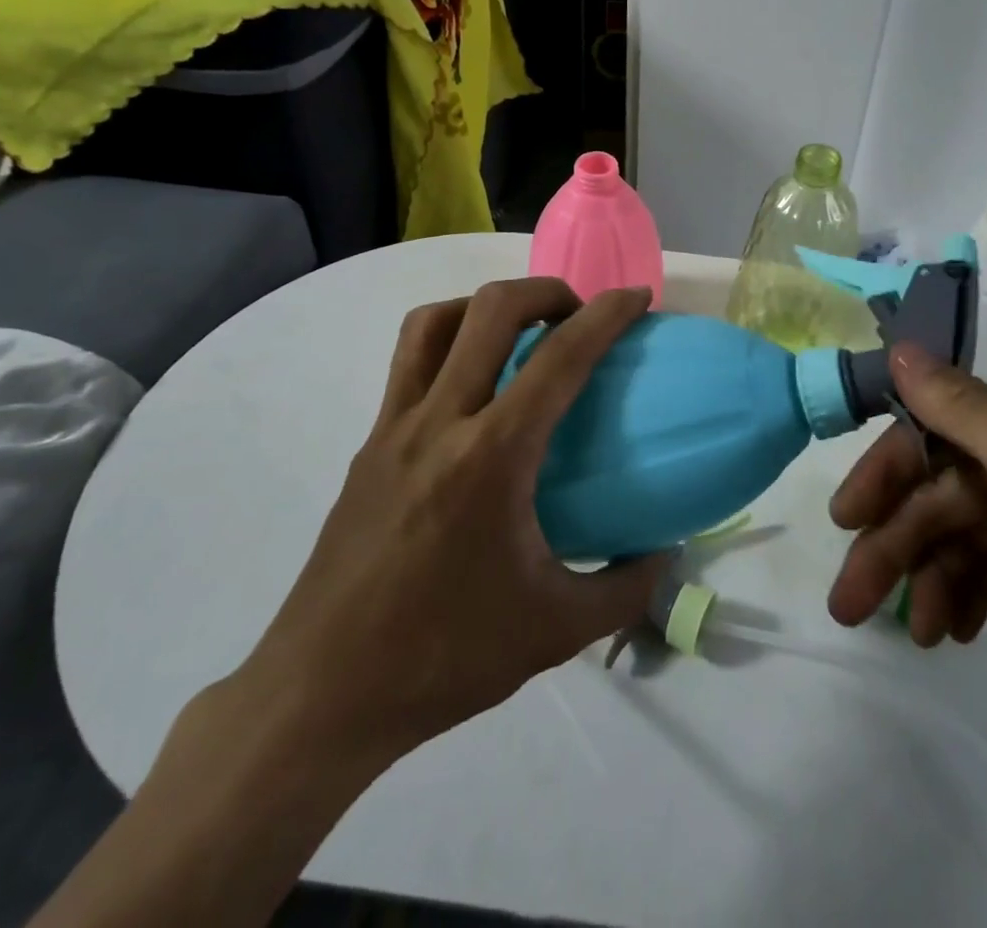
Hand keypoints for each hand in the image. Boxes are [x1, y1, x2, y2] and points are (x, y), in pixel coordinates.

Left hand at [226, 278, 666, 785]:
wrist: (320, 695)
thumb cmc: (444, 657)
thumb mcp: (556, 631)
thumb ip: (626, 588)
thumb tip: (666, 551)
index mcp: (491, 457)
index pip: (559, 358)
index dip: (606, 315)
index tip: (637, 297)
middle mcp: (439, 423)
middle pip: (490, 310)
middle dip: (546, 291)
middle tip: (578, 314)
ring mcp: (393, 429)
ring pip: (434, 322)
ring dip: (486, 306)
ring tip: (520, 333)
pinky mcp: (368, 446)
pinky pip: (409, 363)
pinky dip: (450, 343)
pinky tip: (473, 391)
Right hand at [828, 347, 986, 766]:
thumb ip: (962, 410)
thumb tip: (898, 347)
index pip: (935, 427)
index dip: (886, 472)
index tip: (846, 520)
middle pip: (944, 486)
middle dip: (897, 541)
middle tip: (851, 599)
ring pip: (963, 530)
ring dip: (930, 576)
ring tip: (917, 633)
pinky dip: (968, 591)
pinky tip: (956, 629)